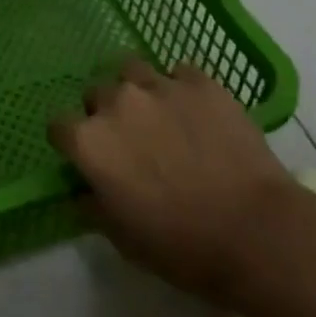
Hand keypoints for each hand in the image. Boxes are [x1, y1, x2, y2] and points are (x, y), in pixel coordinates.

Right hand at [49, 58, 296, 302]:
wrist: (256, 231)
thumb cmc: (183, 247)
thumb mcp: (124, 240)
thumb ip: (94, 205)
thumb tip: (84, 189)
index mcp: (90, 141)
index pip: (59, 126)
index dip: (71, 142)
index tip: (87, 158)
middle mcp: (117, 102)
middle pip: (95, 93)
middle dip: (105, 112)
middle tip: (129, 139)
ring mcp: (160, 85)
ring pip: (133, 70)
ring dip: (138, 89)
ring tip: (160, 114)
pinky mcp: (200, 81)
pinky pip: (179, 72)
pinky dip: (181, 88)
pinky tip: (197, 112)